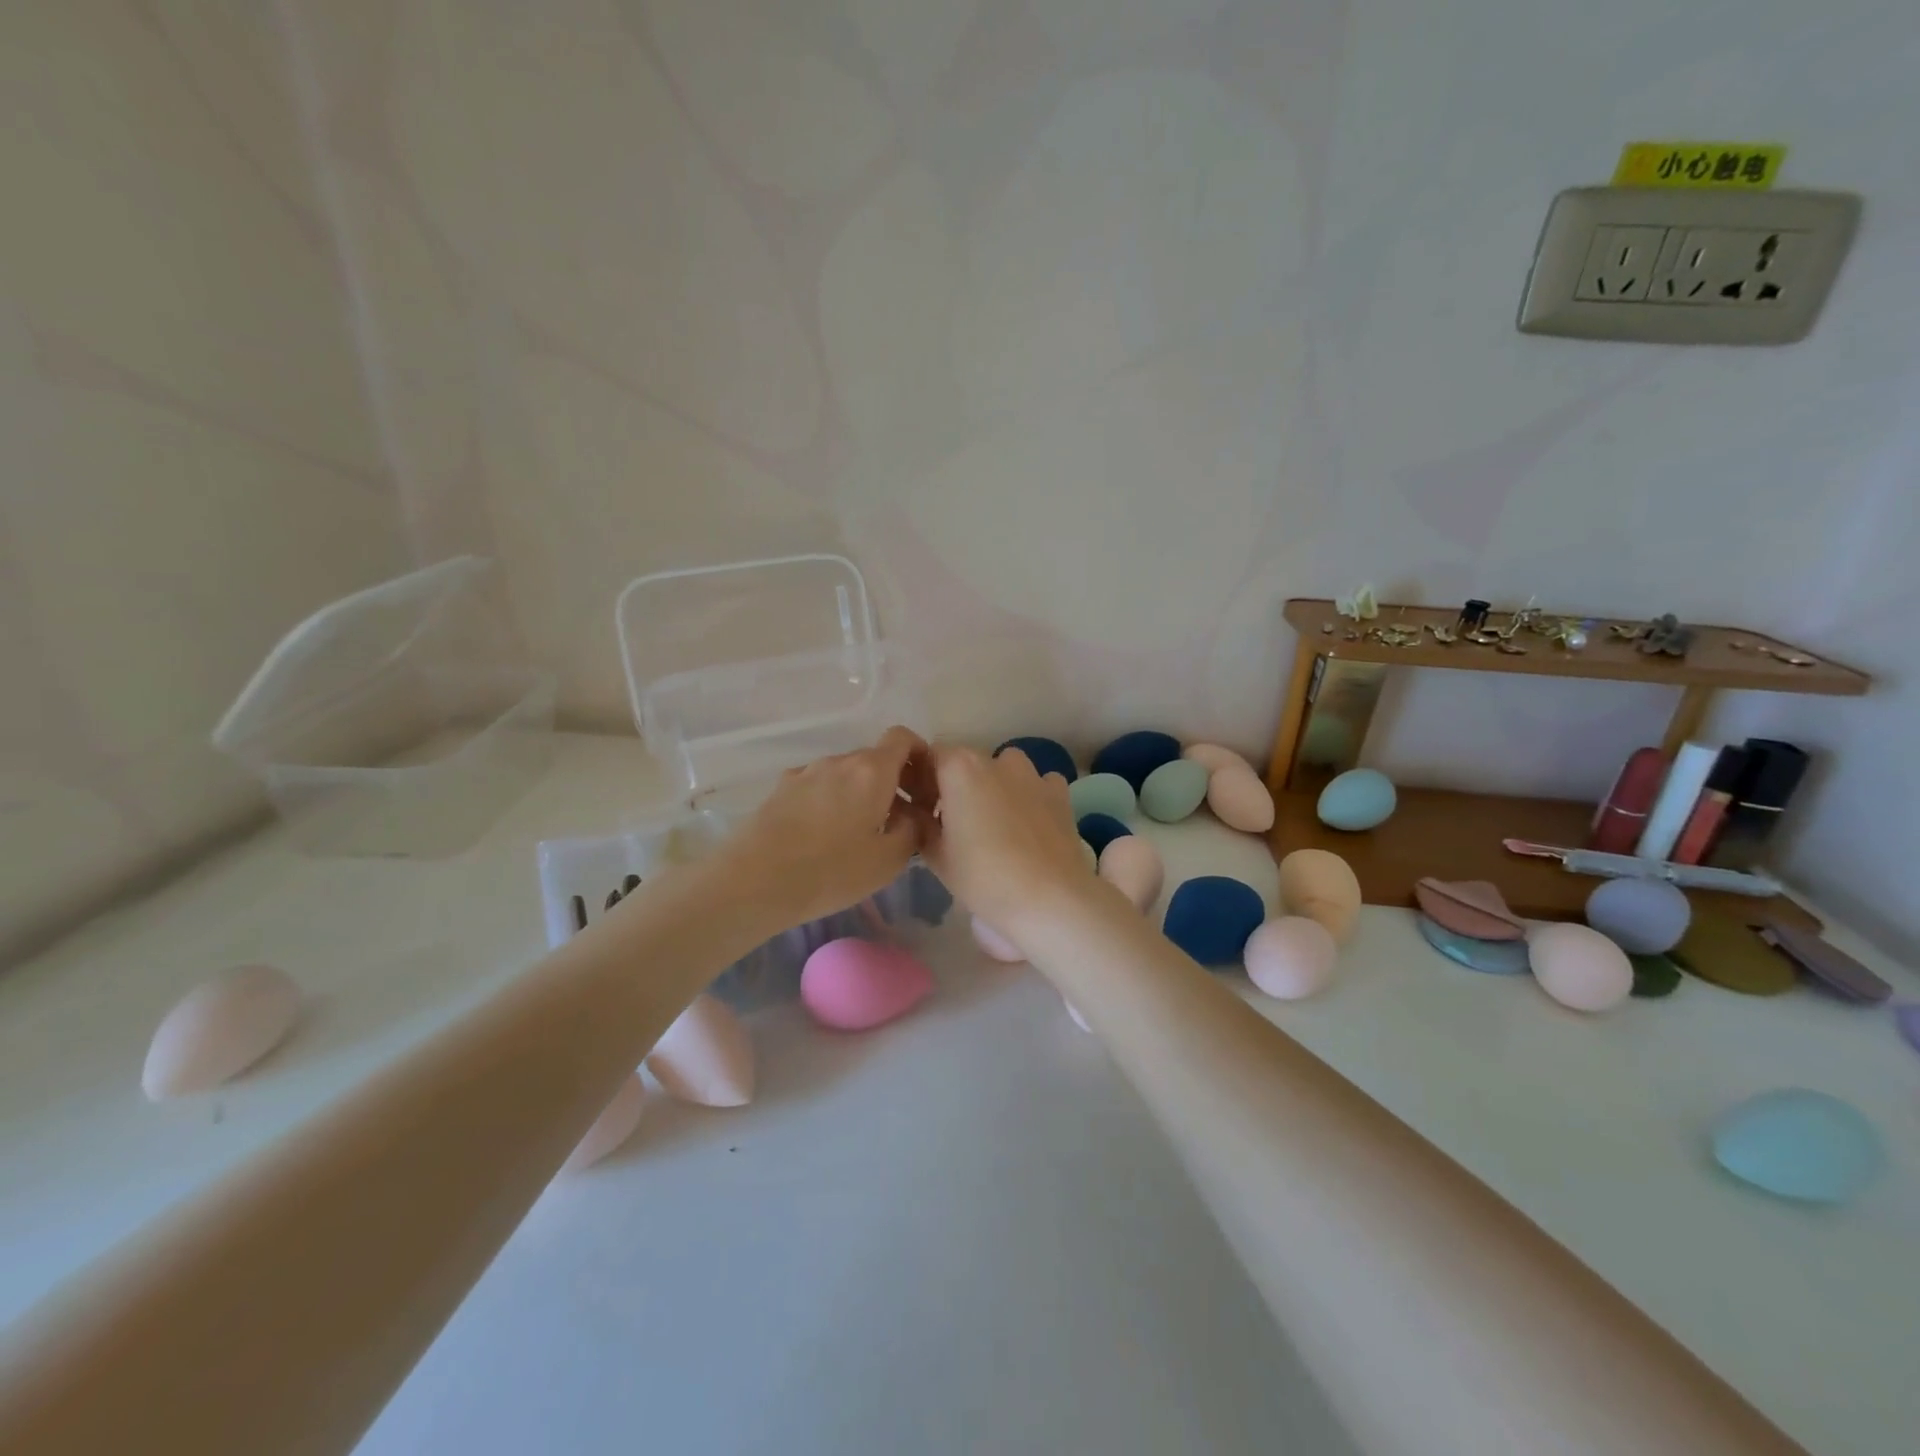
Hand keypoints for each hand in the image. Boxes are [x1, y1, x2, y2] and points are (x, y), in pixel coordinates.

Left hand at [725, 726, 933, 928]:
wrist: (753, 881)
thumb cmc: (831, 870)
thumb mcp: (888, 861)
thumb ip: (911, 831)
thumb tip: (912, 816)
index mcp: (872, 771)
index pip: (902, 738)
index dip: (918, 754)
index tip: (924, 786)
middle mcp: (839, 761)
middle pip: (874, 759)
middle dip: (891, 783)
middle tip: (896, 822)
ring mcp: (805, 772)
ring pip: (845, 774)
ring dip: (859, 794)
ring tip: (857, 834)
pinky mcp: (780, 789)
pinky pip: (818, 786)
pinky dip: (830, 801)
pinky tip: (822, 836)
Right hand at [918, 745, 1094, 940]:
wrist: (1050, 899)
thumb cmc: (983, 878)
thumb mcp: (937, 857)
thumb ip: (921, 824)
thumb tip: (916, 812)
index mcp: (960, 768)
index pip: (932, 756)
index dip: (925, 780)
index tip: (925, 809)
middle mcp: (996, 760)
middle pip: (969, 763)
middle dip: (960, 785)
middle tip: (957, 824)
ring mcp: (1032, 774)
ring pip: (1006, 769)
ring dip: (997, 787)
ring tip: (998, 824)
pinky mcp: (1060, 793)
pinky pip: (1039, 784)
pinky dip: (1031, 796)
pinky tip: (1031, 825)